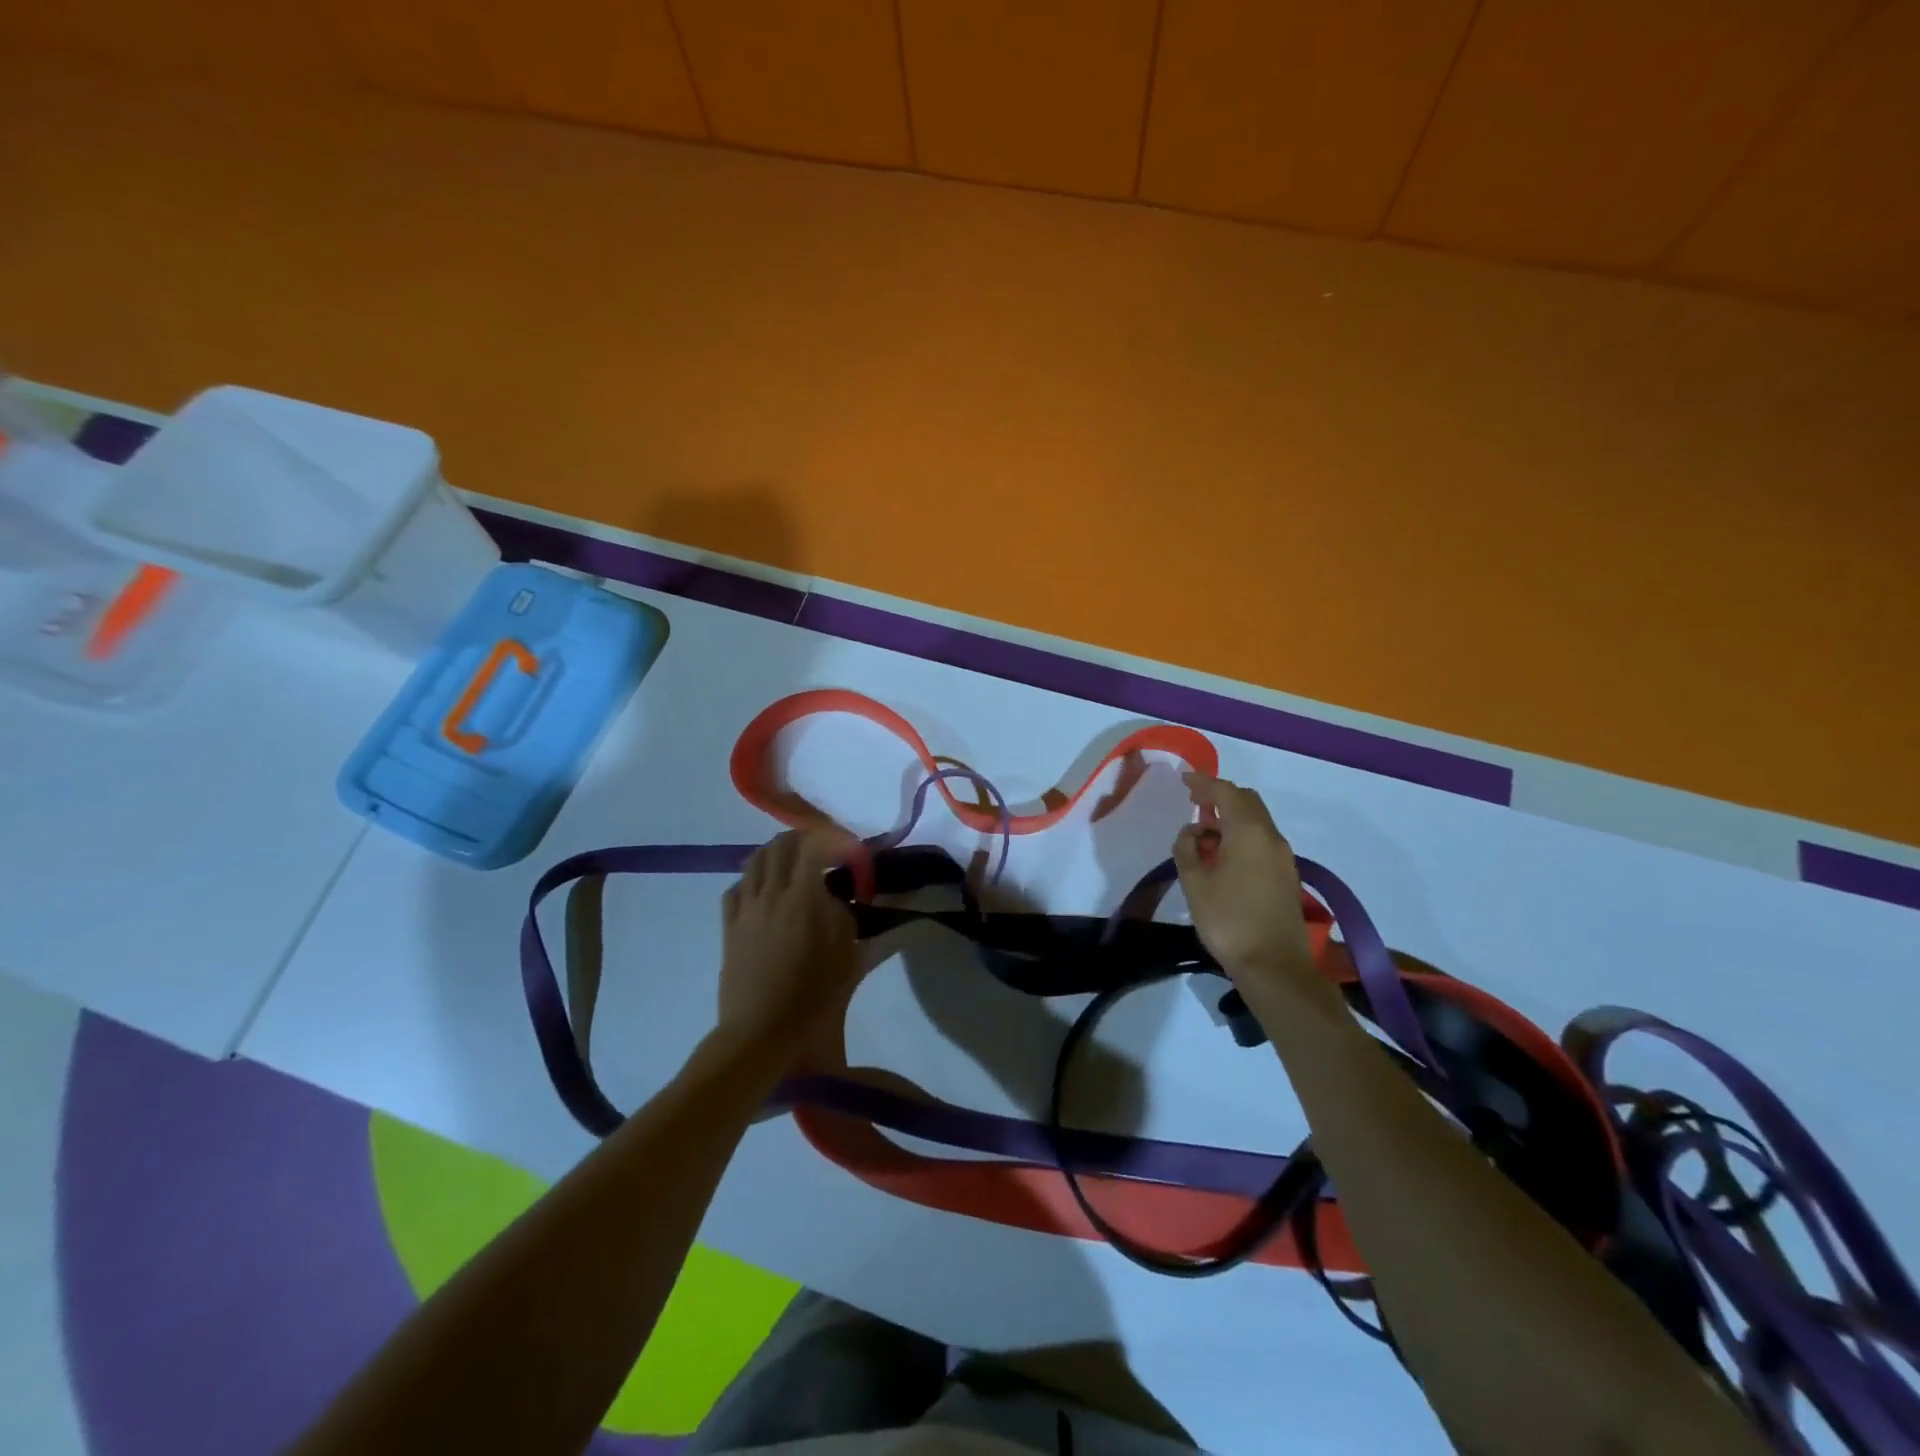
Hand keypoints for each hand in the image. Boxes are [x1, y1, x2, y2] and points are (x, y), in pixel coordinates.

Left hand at [717, 829, 862, 1058]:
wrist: (760, 1031)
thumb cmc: (811, 996)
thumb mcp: (846, 955)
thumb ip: (842, 915)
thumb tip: (832, 896)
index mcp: (802, 897)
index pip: (814, 846)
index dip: (833, 839)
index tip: (849, 850)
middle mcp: (770, 893)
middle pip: (781, 845)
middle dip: (804, 838)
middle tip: (823, 849)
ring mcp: (745, 909)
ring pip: (755, 861)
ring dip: (776, 853)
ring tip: (793, 863)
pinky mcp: (729, 927)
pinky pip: (736, 888)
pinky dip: (753, 879)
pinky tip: (763, 891)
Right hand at [1172, 773, 1321, 1000]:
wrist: (1275, 967)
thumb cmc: (1229, 921)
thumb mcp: (1195, 884)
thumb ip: (1187, 849)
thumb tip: (1191, 832)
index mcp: (1249, 832)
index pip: (1227, 793)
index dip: (1204, 783)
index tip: (1184, 780)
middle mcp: (1271, 837)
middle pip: (1247, 802)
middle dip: (1220, 797)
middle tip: (1194, 803)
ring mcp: (1283, 857)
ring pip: (1256, 822)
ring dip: (1231, 818)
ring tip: (1203, 833)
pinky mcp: (1286, 875)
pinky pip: (1262, 840)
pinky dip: (1241, 835)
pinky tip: (1222, 855)